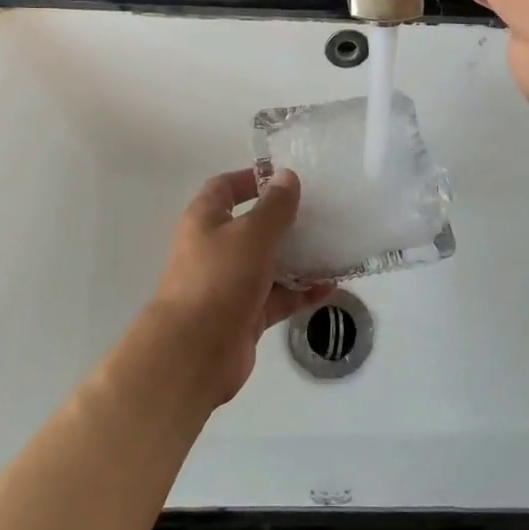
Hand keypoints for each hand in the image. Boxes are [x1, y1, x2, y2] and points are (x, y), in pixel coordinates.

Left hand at [148, 168, 333, 408]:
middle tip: (321, 213)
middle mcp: (214, 248)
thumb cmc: (220, 279)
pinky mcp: (244, 315)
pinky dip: (300, 292)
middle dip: (284, 220)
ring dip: (298, 257)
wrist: (194, 352)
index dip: (252, 179)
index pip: (226, 187)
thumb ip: (275, 206)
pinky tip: (330, 287)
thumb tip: (286, 177)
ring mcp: (229, 284)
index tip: (286, 178)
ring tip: (334, 248)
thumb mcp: (252, 233)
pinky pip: (277, 297)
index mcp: (205, 220)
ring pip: (268, 263)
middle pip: (252, 226)